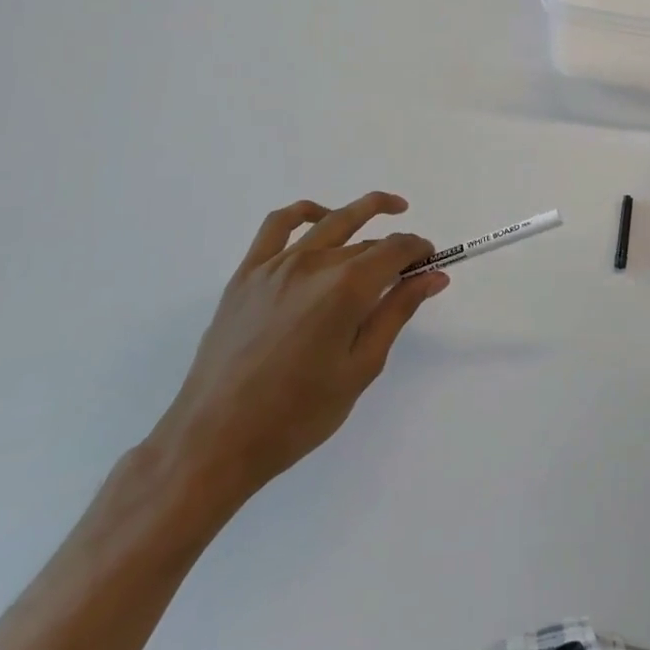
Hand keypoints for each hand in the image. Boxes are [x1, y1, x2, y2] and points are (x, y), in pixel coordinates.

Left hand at [148, 193, 446, 512]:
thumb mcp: (361, 367)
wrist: (215, 440)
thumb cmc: (298, 414)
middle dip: (398, 246)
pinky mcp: (247, 274)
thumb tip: (434, 276)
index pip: (397, 249)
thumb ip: (397, 312)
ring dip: (364, 211)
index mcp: (346, 288)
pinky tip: (321, 218)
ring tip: (388, 209)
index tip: (431, 264)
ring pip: (330, 222)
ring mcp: (276, 265)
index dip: (420, 251)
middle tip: (412, 265)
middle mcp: (314, 264)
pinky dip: (305, 212)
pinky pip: (278, 225)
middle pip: (368, 240)